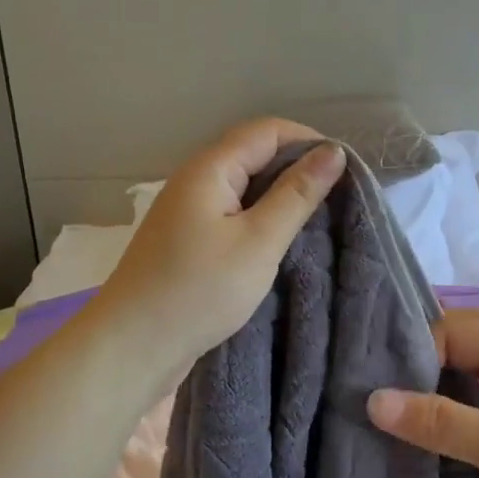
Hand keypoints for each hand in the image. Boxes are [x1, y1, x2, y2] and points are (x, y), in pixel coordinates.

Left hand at [89, 118, 346, 384]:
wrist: (132, 347)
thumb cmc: (198, 291)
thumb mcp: (258, 241)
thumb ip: (296, 194)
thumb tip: (334, 152)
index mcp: (210, 168)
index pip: (267, 130)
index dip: (308, 141)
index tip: (346, 171)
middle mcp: (195, 180)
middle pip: (254, 154)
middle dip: (297, 168)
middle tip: (339, 198)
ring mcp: (188, 211)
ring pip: (244, 187)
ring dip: (280, 196)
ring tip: (317, 219)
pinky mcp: (187, 239)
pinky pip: (232, 214)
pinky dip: (261, 219)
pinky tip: (281, 241)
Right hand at [367, 308, 478, 477]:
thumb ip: (441, 422)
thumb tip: (373, 400)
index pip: (452, 329)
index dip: (413, 347)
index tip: (374, 379)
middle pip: (463, 344)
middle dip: (422, 356)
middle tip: (375, 381)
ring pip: (472, 378)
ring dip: (437, 386)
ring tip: (393, 407)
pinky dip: (455, 415)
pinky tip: (432, 437)